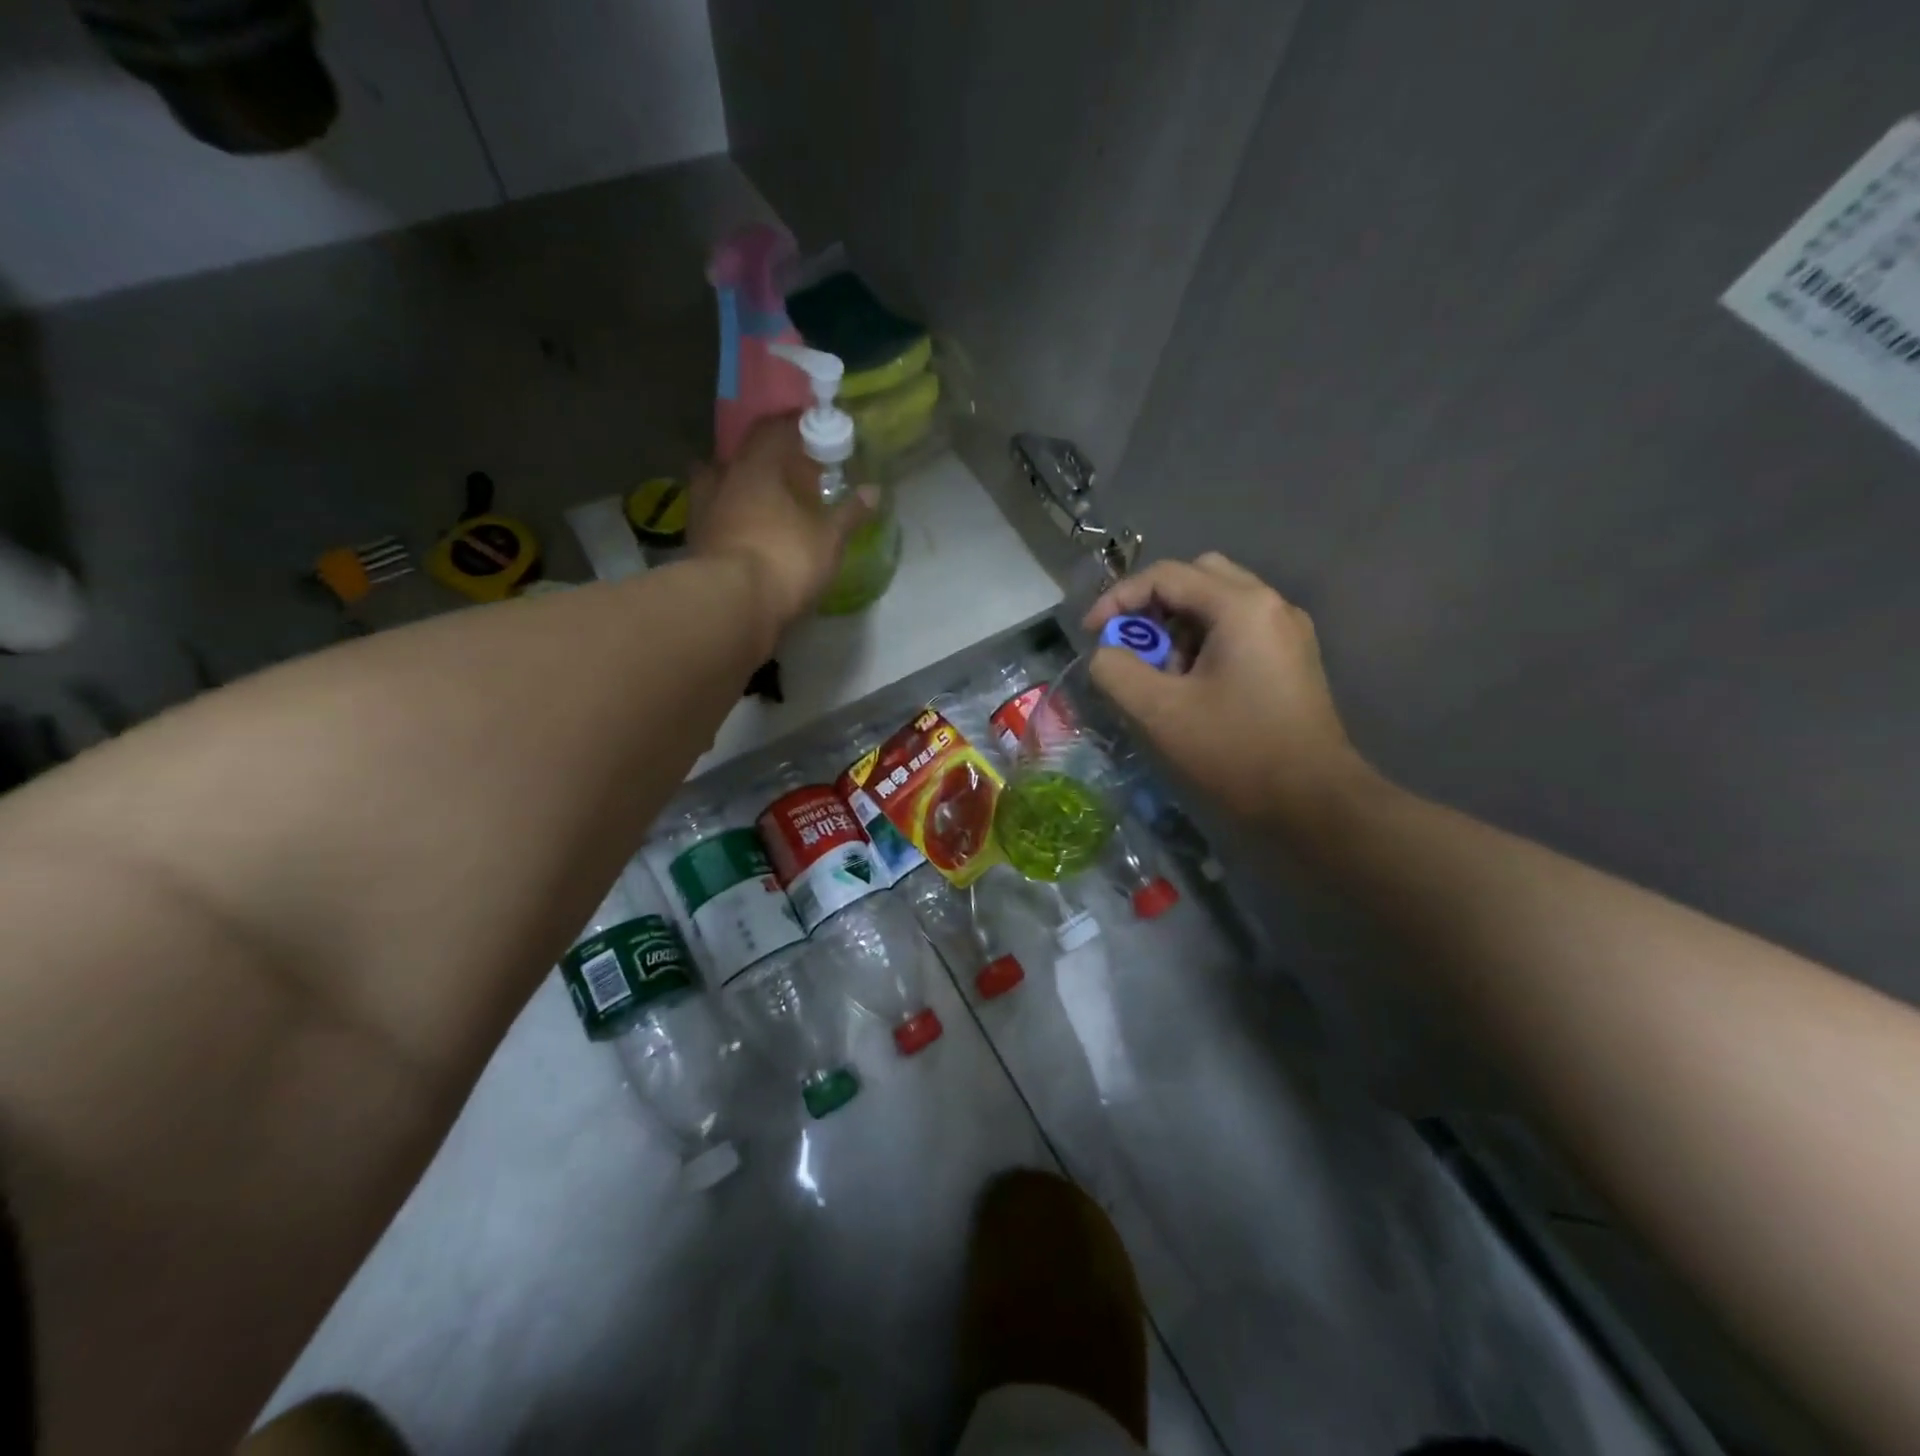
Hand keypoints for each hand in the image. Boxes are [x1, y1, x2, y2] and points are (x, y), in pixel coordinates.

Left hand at [687, 414, 878, 629]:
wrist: (733, 604)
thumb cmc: (786, 558)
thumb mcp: (829, 539)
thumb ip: (850, 513)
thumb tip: (874, 491)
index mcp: (757, 466)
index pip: (771, 430)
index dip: (791, 427)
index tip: (809, 432)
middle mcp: (724, 478)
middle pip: (742, 456)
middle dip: (764, 461)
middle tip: (788, 473)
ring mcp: (704, 510)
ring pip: (719, 485)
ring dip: (738, 488)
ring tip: (762, 502)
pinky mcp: (695, 543)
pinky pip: (713, 518)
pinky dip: (728, 519)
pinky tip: (745, 532)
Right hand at [1084, 553, 1376, 829]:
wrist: (1314, 802)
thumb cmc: (1235, 750)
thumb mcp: (1159, 711)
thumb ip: (1116, 671)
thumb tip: (1107, 654)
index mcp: (1241, 606)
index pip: (1166, 575)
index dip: (1118, 598)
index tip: (1091, 634)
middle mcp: (1270, 604)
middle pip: (1197, 577)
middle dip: (1154, 606)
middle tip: (1132, 645)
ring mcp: (1287, 631)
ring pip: (1218, 604)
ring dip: (1179, 628)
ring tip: (1163, 676)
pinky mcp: (1292, 659)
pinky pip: (1238, 630)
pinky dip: (1205, 644)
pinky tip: (1194, 688)